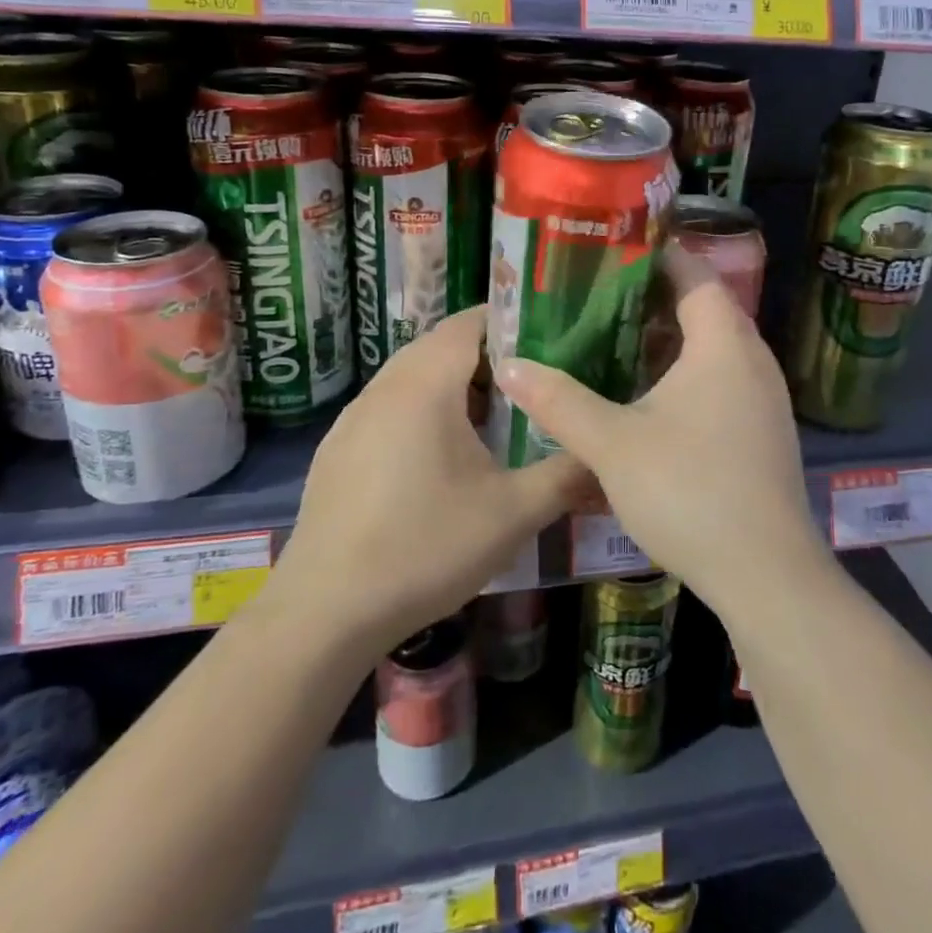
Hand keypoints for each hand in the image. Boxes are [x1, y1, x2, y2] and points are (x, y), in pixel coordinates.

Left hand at [272, 306, 583, 656]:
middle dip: (488, 358)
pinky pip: (389, 408)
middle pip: (441, 346)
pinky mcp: (337, 449)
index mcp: (426, 384)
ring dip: (453, 387)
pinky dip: (422, 413)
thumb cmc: (426, 547)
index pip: (469, 321)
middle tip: (531, 386)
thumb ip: (567, 475)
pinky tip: (441, 461)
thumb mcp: (513, 513)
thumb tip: (606, 456)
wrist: (325, 611)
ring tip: (493, 422)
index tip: (550, 341)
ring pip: (412, 377)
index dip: (510, 321)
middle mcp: (385, 387)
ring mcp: (354, 418)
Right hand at [493, 244, 830, 614]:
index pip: (694, 273)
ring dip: (670, 339)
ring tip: (615, 340)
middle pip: (705, 307)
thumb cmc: (689, 491)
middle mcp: (753, 359)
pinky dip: (687, 372)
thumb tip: (509, 364)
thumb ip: (559, 401)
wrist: (766, 574)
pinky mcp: (762, 430)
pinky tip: (649, 397)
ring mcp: (764, 397)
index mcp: (723, 343)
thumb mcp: (613, 444)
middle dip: (653, 297)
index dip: (656, 256)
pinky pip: (723, 379)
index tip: (611, 252)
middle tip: (598, 297)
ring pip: (714, 347)